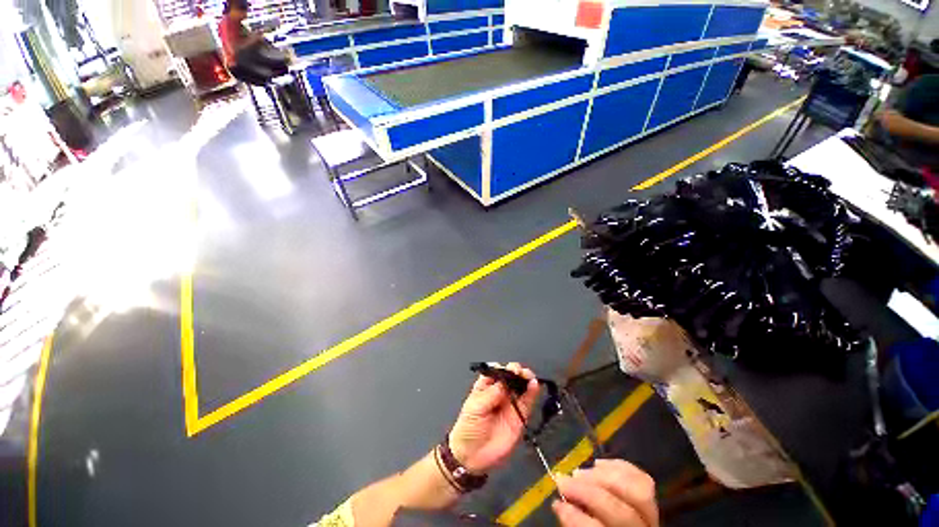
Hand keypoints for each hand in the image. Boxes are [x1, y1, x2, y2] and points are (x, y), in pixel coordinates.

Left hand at [449, 362, 539, 473]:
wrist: (473, 457)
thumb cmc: (469, 427)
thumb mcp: (475, 407)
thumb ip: (491, 394)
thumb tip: (505, 382)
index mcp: (486, 385)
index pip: (497, 371)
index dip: (504, 368)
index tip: (509, 369)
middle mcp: (500, 391)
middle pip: (511, 376)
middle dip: (516, 371)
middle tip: (520, 372)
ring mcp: (511, 403)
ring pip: (521, 386)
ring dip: (526, 378)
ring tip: (529, 376)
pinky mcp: (520, 416)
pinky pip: (528, 402)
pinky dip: (533, 392)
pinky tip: (535, 385)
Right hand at [552, 459, 657, 526]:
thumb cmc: (599, 526)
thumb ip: (577, 524)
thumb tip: (561, 503)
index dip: (577, 517)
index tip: (558, 502)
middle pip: (621, 511)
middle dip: (588, 492)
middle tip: (565, 480)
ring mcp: (653, 517)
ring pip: (637, 492)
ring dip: (604, 476)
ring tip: (581, 472)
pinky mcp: (653, 502)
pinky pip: (642, 479)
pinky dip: (619, 466)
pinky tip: (599, 465)